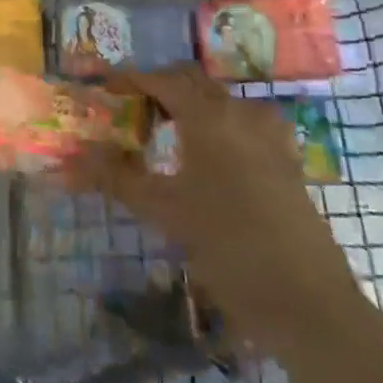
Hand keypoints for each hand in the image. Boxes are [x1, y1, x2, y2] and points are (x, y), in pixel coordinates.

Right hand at [63, 66, 359, 346]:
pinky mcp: (287, 159)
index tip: (103, 90)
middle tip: (130, 112)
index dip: (128, 79)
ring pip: (219, 100)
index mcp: (208, 116)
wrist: (310, 304)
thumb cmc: (230, 250)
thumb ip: (117, 178)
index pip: (160, 79)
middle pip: (192, 81)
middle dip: (158, 88)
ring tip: (164, 133)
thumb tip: (71, 159)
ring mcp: (269, 134)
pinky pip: (244, 122)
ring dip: (188, 105)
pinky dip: (218, 124)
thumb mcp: (165, 213)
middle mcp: (240, 112)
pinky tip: (209, 157)